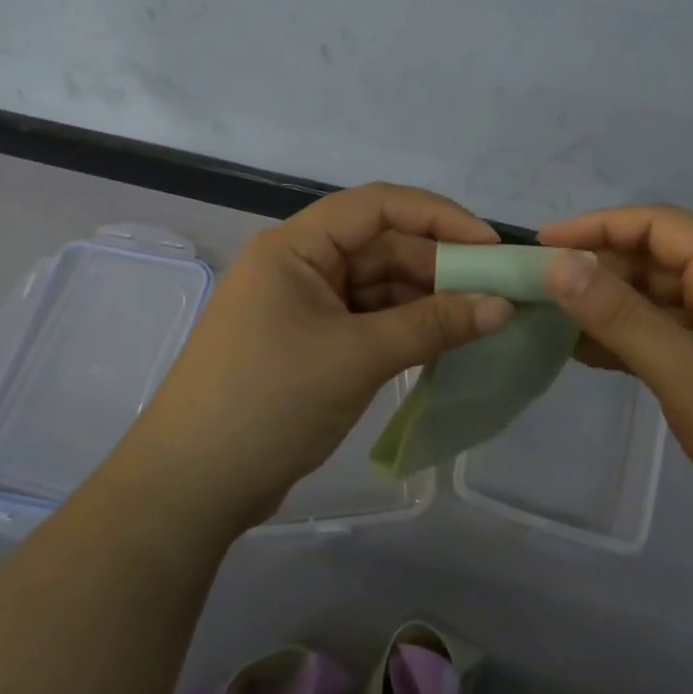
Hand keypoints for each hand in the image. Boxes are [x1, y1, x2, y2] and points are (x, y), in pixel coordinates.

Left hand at [126, 184, 514, 531]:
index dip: (439, 217)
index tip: (491, 246)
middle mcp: (299, 264)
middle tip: (498, 294)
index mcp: (296, 246)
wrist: (190, 487)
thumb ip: (432, 326)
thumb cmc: (268, 403)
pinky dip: (404, 329)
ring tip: (481, 321)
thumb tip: (502, 306)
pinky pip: (367, 320)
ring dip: (426, 300)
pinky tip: (443, 343)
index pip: (378, 206)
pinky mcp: (309, 343)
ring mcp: (302, 305)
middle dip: (439, 266)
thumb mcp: (356, 358)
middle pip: (381, 246)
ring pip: (378, 286)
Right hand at [538, 205, 692, 586]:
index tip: (544, 243)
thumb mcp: (687, 371)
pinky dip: (634, 346)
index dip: (600, 225)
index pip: (661, 225)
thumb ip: (620, 316)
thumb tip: (559, 263)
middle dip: (601, 268)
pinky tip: (596, 361)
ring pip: (666, 307)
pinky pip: (676, 347)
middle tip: (542, 290)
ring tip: (556, 323)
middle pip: (662, 263)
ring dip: (614, 309)